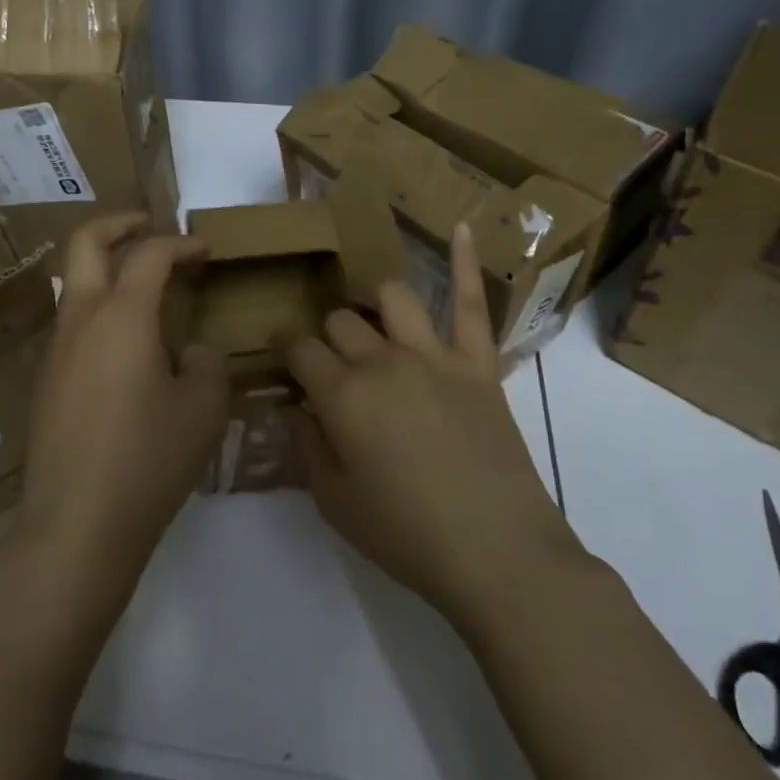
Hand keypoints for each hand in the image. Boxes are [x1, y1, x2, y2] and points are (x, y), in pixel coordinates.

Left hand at [17, 213, 228, 582]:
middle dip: (119, 224)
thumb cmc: (148, 458)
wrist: (77, 521)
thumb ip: (206, 365)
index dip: (181, 243)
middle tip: (150, 226)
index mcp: (121, 315)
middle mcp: (80, 319)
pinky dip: (98, 310)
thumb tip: (190, 352)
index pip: (150, 254)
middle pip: (86, 243)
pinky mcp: (45, 381)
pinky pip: (72, 324)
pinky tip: (126, 347)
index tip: (205, 249)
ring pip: (74, 284)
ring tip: (145, 289)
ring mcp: (55, 349)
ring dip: (105, 269)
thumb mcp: (202, 409)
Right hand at [286, 222, 578, 624]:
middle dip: (326, 337)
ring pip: (391, 298)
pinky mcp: (478, 364)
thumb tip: (297, 408)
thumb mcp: (334, 501)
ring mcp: (434, 355)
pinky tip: (464, 226)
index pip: (298, 350)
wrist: (497, 552)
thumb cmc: (406, 534)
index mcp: (342, 395)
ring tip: (370, 319)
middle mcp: (382, 361)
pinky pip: (472, 304)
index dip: (285, 351)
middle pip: (340, 323)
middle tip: (329, 363)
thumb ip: (308, 446)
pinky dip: (466, 262)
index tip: (282, 360)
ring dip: (372, 303)